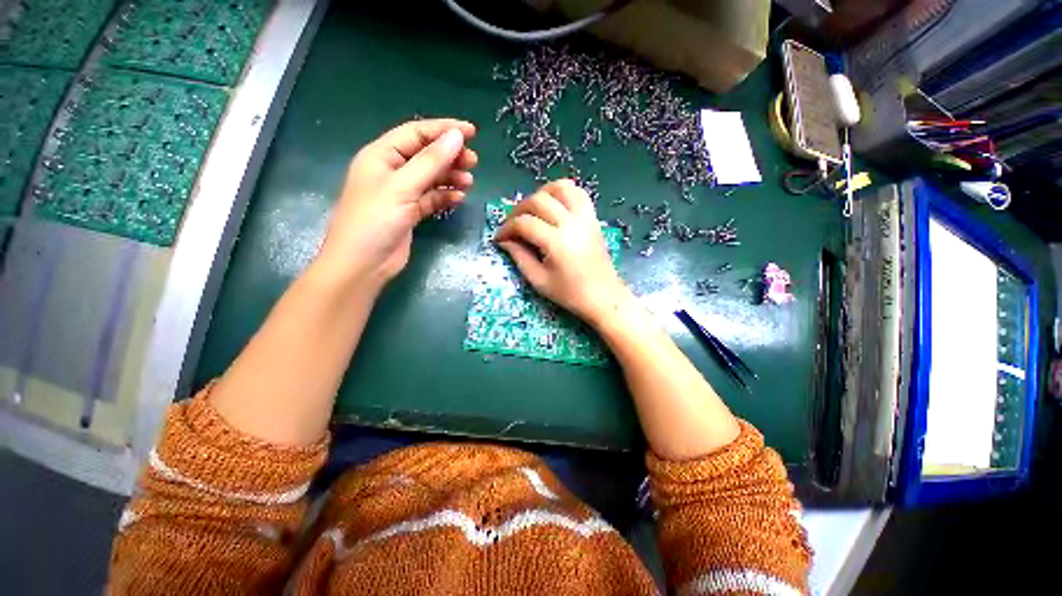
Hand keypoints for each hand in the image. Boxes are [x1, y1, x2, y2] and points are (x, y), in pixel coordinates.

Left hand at [314, 118, 477, 287]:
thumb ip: (431, 161)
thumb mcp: (403, 187)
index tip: (471, 132)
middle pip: (426, 155)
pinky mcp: (410, 213)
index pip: (416, 133)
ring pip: (431, 178)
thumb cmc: (376, 220)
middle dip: (450, 156)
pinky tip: (458, 198)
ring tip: (469, 182)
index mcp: (381, 155)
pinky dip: (445, 197)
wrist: (363, 265)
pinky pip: (431, 198)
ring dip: (450, 177)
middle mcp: (391, 171)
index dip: (443, 129)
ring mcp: (401, 193)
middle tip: (474, 162)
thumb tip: (457, 137)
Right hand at [496, 179, 630, 325]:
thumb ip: (520, 257)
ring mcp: (585, 217)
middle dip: (518, 210)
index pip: (524, 223)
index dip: (507, 228)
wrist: (604, 296)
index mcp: (557, 242)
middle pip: (538, 200)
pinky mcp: (593, 218)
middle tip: (511, 226)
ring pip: (560, 188)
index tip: (499, 238)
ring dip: (540, 194)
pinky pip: (578, 193)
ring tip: (531, 210)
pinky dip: (562, 192)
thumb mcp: (539, 281)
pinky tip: (553, 204)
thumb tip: (504, 241)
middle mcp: (572, 223)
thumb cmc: (570, 294)